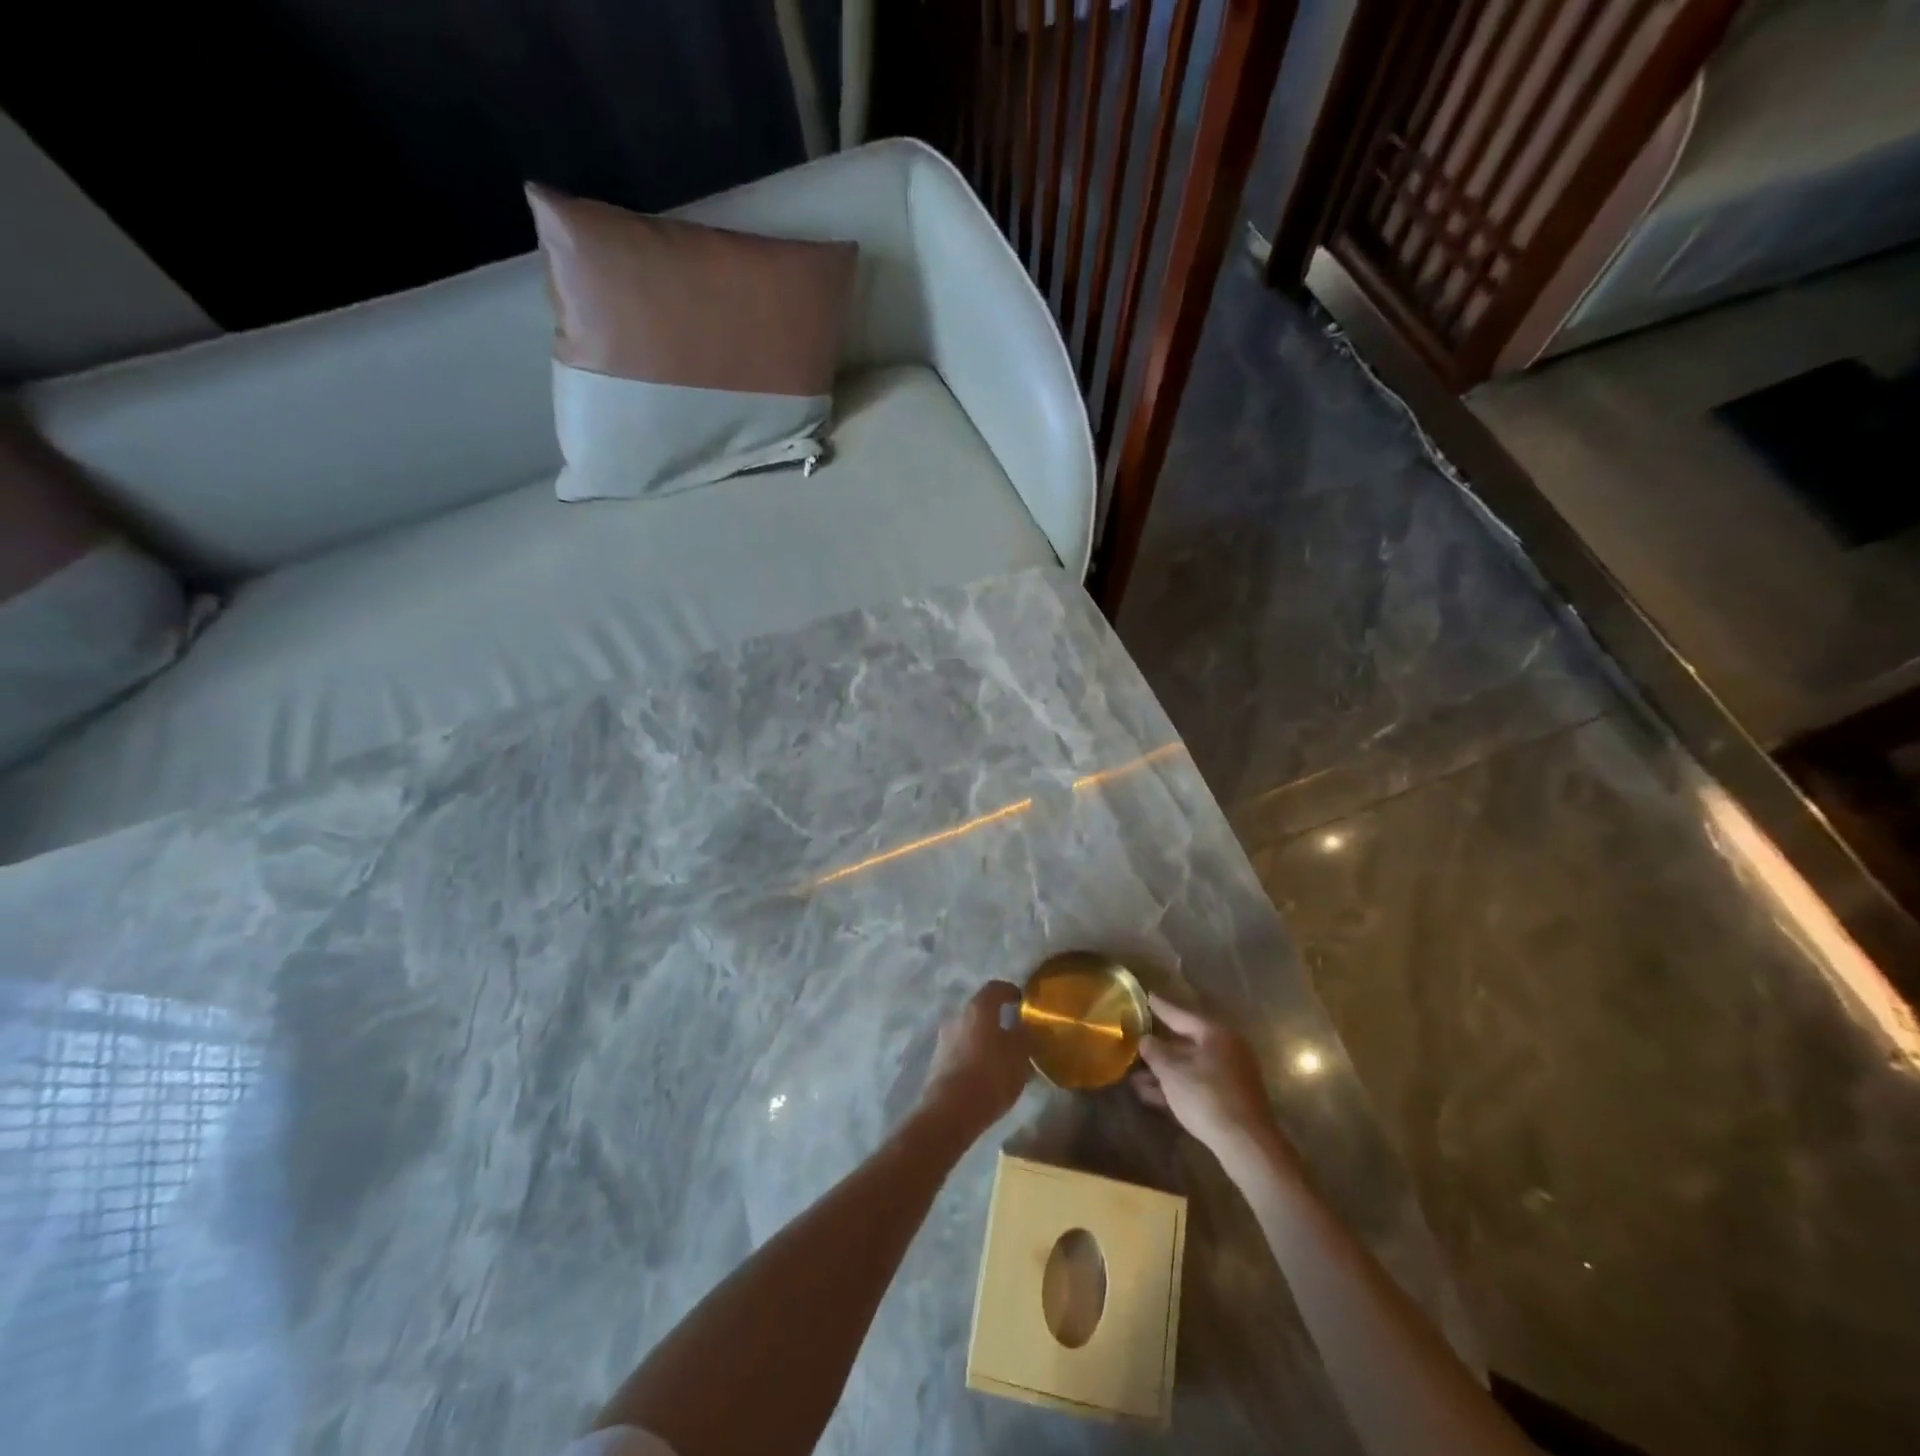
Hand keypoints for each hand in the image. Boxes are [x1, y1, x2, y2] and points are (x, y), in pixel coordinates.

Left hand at [919, 980, 1030, 1140]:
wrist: (950, 1113)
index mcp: (978, 1008)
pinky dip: (976, 1056)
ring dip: (987, 1040)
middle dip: (999, 1020)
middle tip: (1017, 1034)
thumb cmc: (990, 1076)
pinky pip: (962, 1051)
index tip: (1023, 1001)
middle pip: (981, 1011)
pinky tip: (988, 1074)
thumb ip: (1024, 1036)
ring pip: (971, 1032)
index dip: (1011, 991)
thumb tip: (1024, 1027)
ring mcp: (944, 1039)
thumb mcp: (1020, 1055)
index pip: (996, 988)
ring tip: (1005, 1059)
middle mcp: (957, 1017)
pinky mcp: (938, 1062)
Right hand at [1132, 994, 1287, 1166]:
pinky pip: (1197, 1085)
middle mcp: (1226, 1049)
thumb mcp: (1172, 1071)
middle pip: (1186, 1042)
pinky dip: (1176, 1087)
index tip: (1147, 996)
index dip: (1161, 1007)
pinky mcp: (1230, 1100)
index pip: (1182, 1015)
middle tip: (1137, 1040)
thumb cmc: (1207, 1096)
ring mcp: (1230, 1076)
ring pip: (1190, 1067)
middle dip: (1159, 1048)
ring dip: (1163, 1072)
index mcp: (1216, 1034)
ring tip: (1134, 1077)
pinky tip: (1150, 1095)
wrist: (1246, 1144)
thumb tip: (1145, 1039)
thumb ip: (1154, 1051)